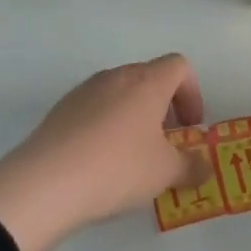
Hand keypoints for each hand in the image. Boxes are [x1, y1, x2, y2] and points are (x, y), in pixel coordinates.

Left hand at [0, 54, 209, 250]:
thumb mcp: (165, 173)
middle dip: (164, 106)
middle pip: (149, 77)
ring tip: (132, 154)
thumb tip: (205, 168)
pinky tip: (100, 161)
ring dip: (133, 115)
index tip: (190, 127)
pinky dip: (105, 126)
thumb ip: (192, 167)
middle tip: (165, 142)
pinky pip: (94, 108)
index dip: (192, 93)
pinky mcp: (59, 110)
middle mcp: (116, 77)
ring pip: (119, 92)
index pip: (179, 66)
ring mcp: (84, 91)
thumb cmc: (118, 168)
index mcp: (148, 82)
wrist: (44, 183)